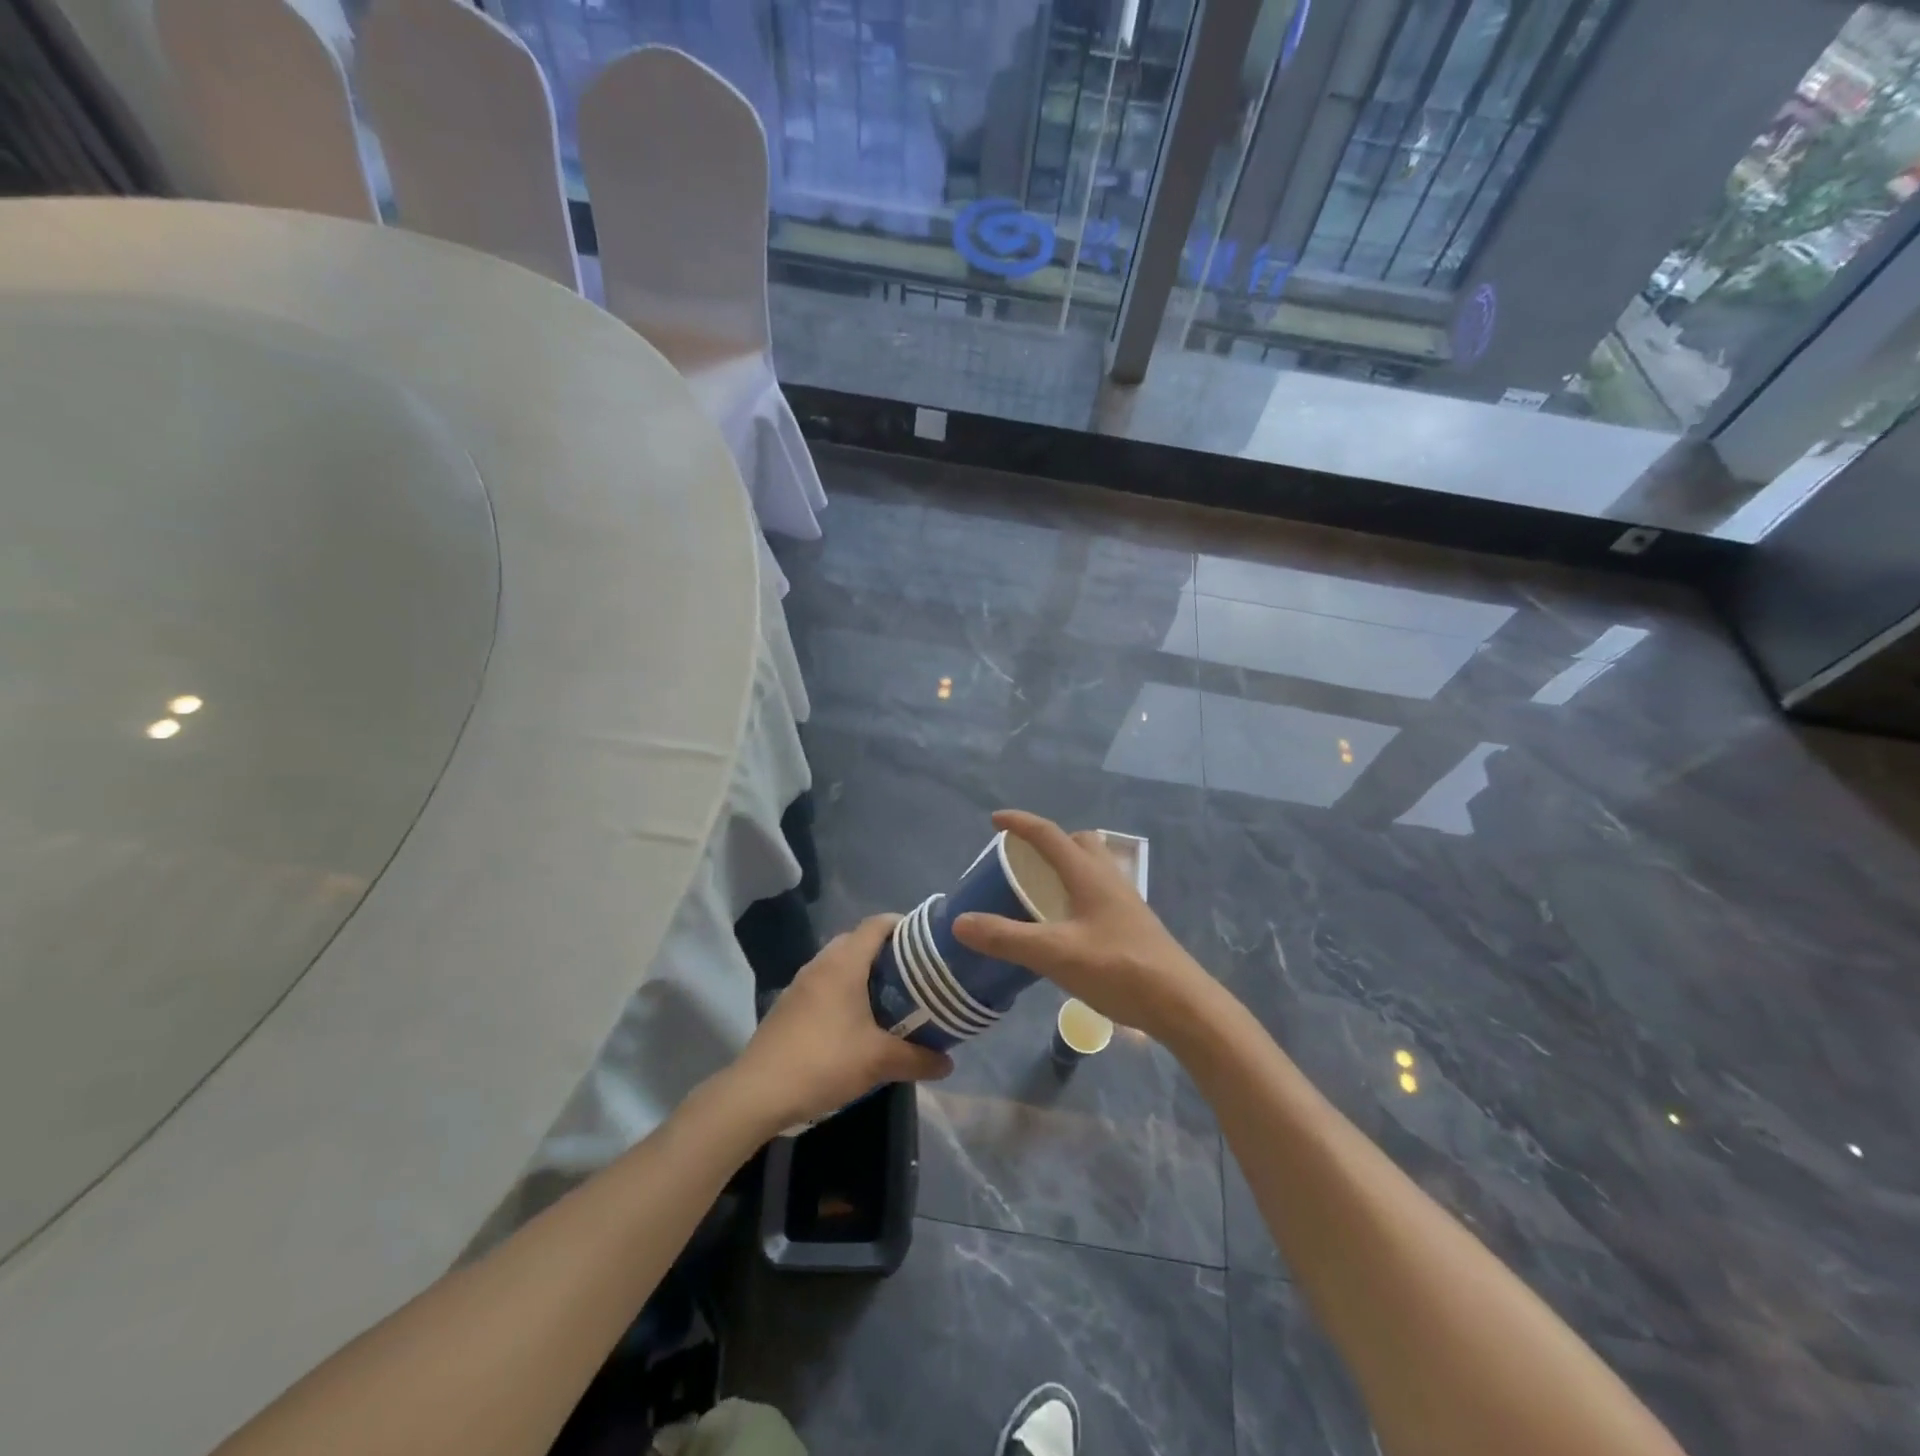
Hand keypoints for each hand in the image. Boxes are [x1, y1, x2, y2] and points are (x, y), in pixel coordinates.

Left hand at [726, 915, 952, 1129]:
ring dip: (865, 973)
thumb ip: (918, 1059)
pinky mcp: (789, 1005)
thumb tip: (949, 1063)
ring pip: (840, 963)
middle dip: (888, 952)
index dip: (904, 925)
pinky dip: (845, 990)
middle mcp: (821, 963)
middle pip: (859, 941)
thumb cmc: (824, 1061)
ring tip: (892, 998)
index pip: (877, 924)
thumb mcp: (879, 1061)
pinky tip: (857, 1022)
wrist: (758, 1092)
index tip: (927, 942)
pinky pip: (825, 983)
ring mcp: (800, 983)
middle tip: (915, 975)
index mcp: (844, 962)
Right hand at [952, 810, 1213, 1040]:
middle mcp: (1108, 879)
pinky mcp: (1132, 925)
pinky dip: (1075, 893)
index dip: (1020, 823)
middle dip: (1048, 842)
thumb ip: (1006, 937)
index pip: (1049, 834)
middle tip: (1021, 859)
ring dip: (1064, 867)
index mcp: (1088, 874)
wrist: (1180, 1003)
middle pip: (1077, 843)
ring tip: (1038, 890)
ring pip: (1091, 867)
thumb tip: (960, 921)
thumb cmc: (1117, 969)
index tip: (994, 820)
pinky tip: (1065, 925)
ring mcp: (1124, 902)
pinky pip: (1097, 893)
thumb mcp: (1054, 954)